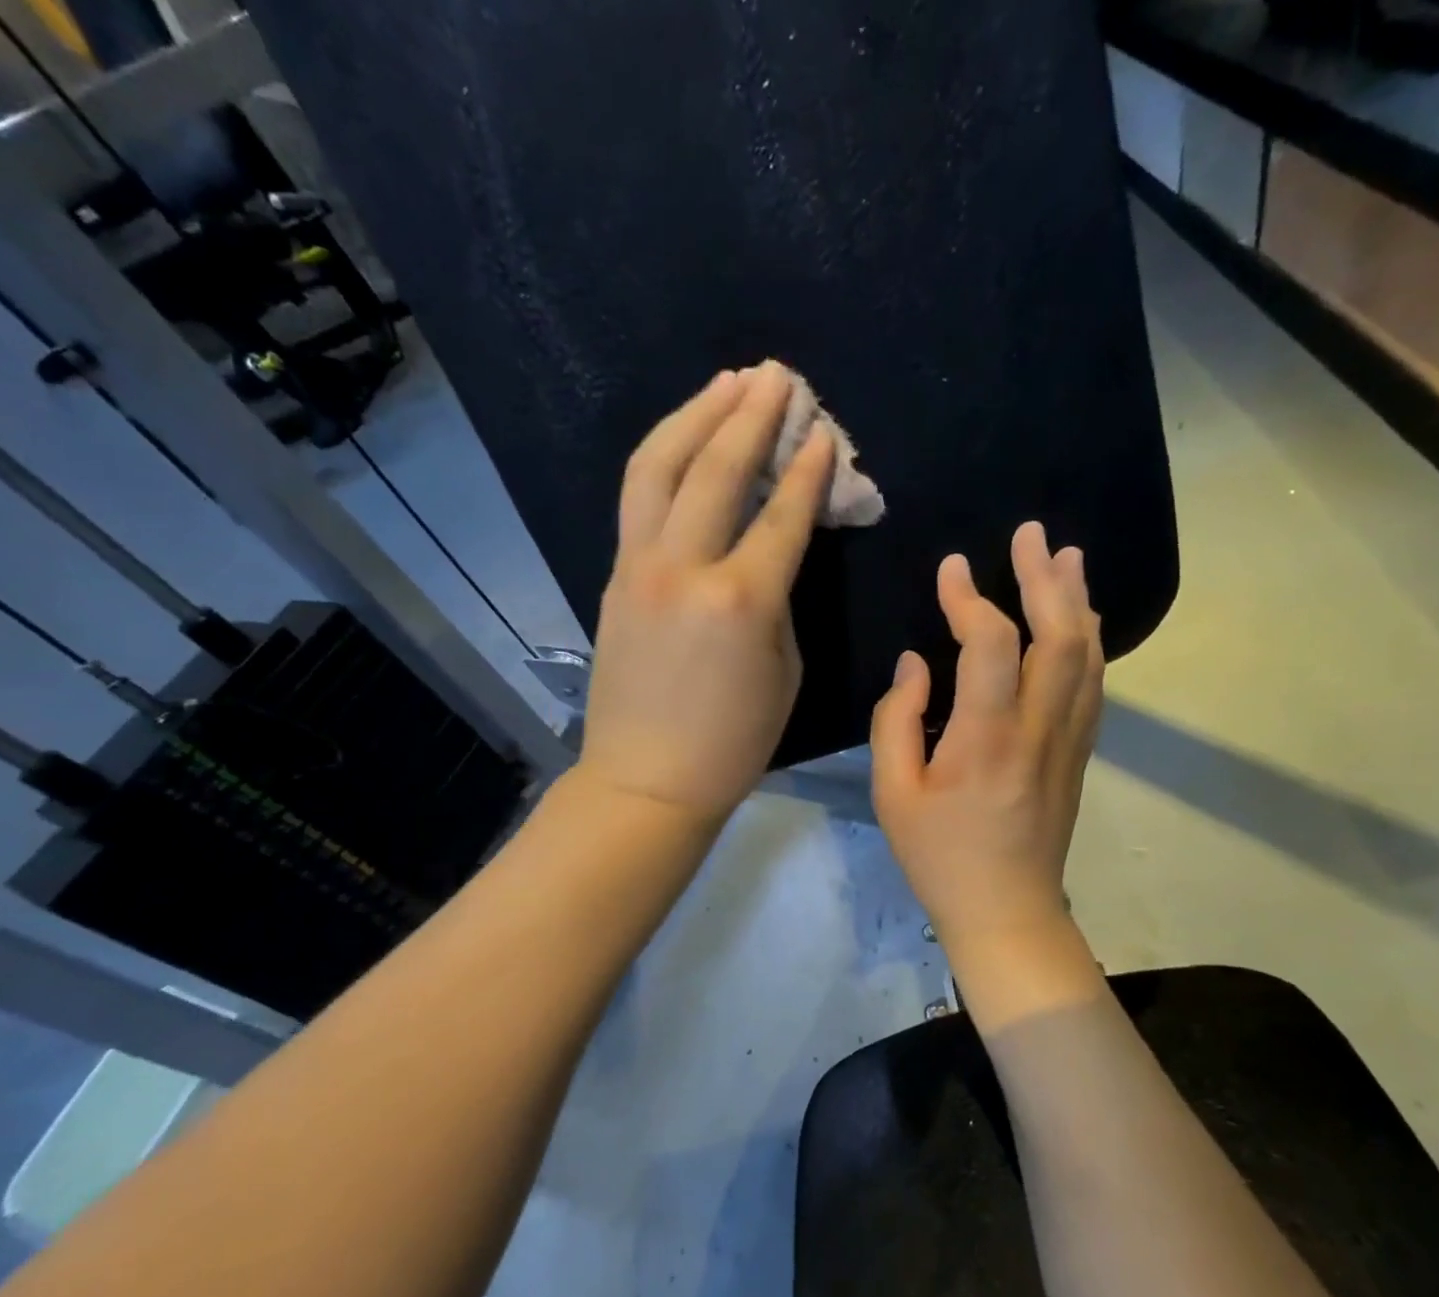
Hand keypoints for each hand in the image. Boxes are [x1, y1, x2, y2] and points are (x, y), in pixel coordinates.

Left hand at [577, 362, 833, 826]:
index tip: (824, 430)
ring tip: (727, 382)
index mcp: (741, 601)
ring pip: (659, 467)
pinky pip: (638, 497)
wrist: (646, 779)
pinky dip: (664, 455)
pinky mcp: (614, 575)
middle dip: (751, 414)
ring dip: (696, 414)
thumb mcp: (784, 670)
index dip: (808, 468)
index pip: (781, 514)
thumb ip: (780, 598)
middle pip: (716, 470)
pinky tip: (685, 436)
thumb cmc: (732, 742)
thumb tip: (771, 549)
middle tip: (777, 376)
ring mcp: (639, 567)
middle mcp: (685, 568)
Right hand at [871, 522, 1103, 957]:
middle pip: (1058, 635)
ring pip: (1087, 654)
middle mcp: (1039, 727)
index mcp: (986, 737)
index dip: (970, 597)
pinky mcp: (1079, 752)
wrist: (1007, 910)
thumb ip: (898, 720)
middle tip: (1031, 534)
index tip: (951, 568)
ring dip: (1077, 600)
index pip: (990, 643)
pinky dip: (1088, 640)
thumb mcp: (893, 793)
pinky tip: (1080, 619)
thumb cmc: (940, 856)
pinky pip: (1093, 682)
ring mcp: (1069, 738)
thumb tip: (916, 663)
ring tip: (1066, 558)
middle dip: (1044, 578)